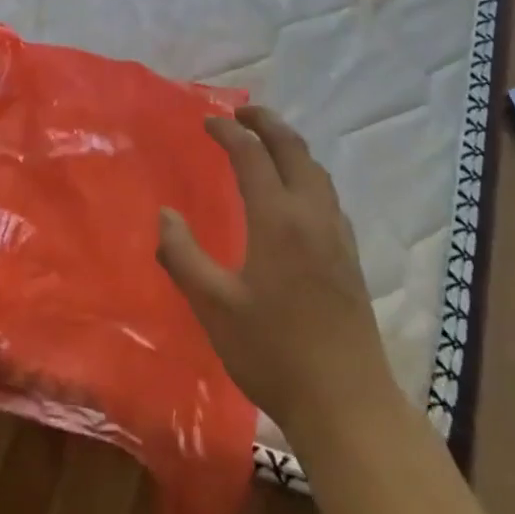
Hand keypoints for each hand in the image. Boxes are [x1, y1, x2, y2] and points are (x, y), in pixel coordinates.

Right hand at [157, 105, 393, 438]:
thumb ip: (182, 255)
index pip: (252, 155)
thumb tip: (165, 214)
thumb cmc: (272, 352)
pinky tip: (296, 195)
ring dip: (290, 146)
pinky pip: (327, 195)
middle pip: (294, 150)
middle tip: (242, 111)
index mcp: (278, 219)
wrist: (346, 402)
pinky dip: (307, 174)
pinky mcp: (349, 257)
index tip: (207, 121)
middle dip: (267, 123)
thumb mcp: (213, 305)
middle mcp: (312, 215)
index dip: (228, 131)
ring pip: (317, 171)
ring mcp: (337, 236)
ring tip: (267, 143)